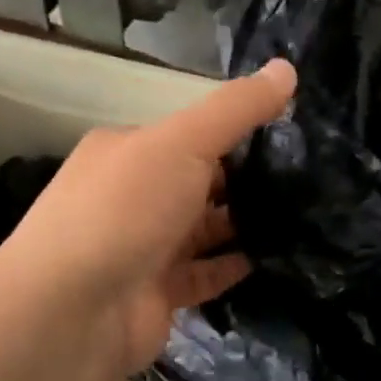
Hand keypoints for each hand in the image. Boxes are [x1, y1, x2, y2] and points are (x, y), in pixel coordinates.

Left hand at [0, 59, 296, 376]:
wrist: (72, 312)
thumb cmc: (125, 210)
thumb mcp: (183, 143)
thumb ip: (236, 109)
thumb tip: (287, 67)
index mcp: (126, 151)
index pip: (187, 135)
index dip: (234, 133)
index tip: (289, 134)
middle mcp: (131, 197)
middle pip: (197, 182)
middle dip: (245, 181)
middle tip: (308, 178)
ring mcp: (142, 247)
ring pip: (203, 230)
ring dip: (243, 225)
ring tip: (304, 216)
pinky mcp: (156, 293)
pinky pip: (203, 274)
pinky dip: (233, 266)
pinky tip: (274, 258)